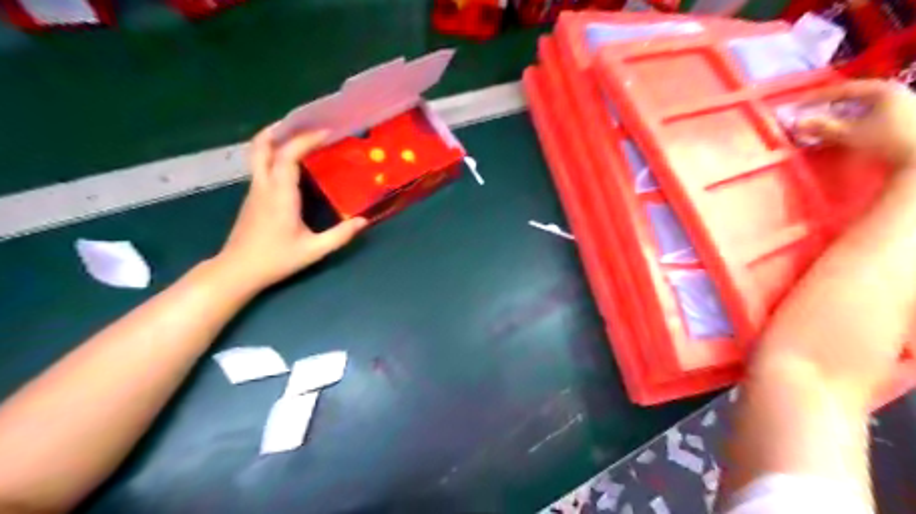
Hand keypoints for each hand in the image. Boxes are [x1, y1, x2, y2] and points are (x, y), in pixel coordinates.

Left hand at [213, 125, 366, 293]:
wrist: (238, 271)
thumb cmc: (276, 259)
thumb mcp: (313, 250)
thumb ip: (340, 235)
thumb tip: (363, 221)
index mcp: (279, 195)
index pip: (287, 156)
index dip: (305, 140)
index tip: (326, 132)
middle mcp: (263, 186)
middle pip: (262, 146)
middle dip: (281, 129)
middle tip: (304, 123)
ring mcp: (254, 190)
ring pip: (258, 154)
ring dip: (276, 139)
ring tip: (299, 136)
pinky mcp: (252, 197)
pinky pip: (261, 166)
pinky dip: (275, 154)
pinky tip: (291, 163)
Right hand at [800, 78, 915, 168]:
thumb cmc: (887, 141)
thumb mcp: (851, 134)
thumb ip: (824, 127)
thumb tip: (797, 123)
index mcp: (883, 89)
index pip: (844, 89)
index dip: (819, 96)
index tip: (799, 102)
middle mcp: (895, 91)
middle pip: (855, 94)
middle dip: (831, 102)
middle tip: (811, 109)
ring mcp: (904, 102)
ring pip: (864, 103)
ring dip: (843, 110)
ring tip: (826, 118)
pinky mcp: (906, 116)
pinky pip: (873, 110)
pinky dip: (856, 116)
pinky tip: (847, 125)